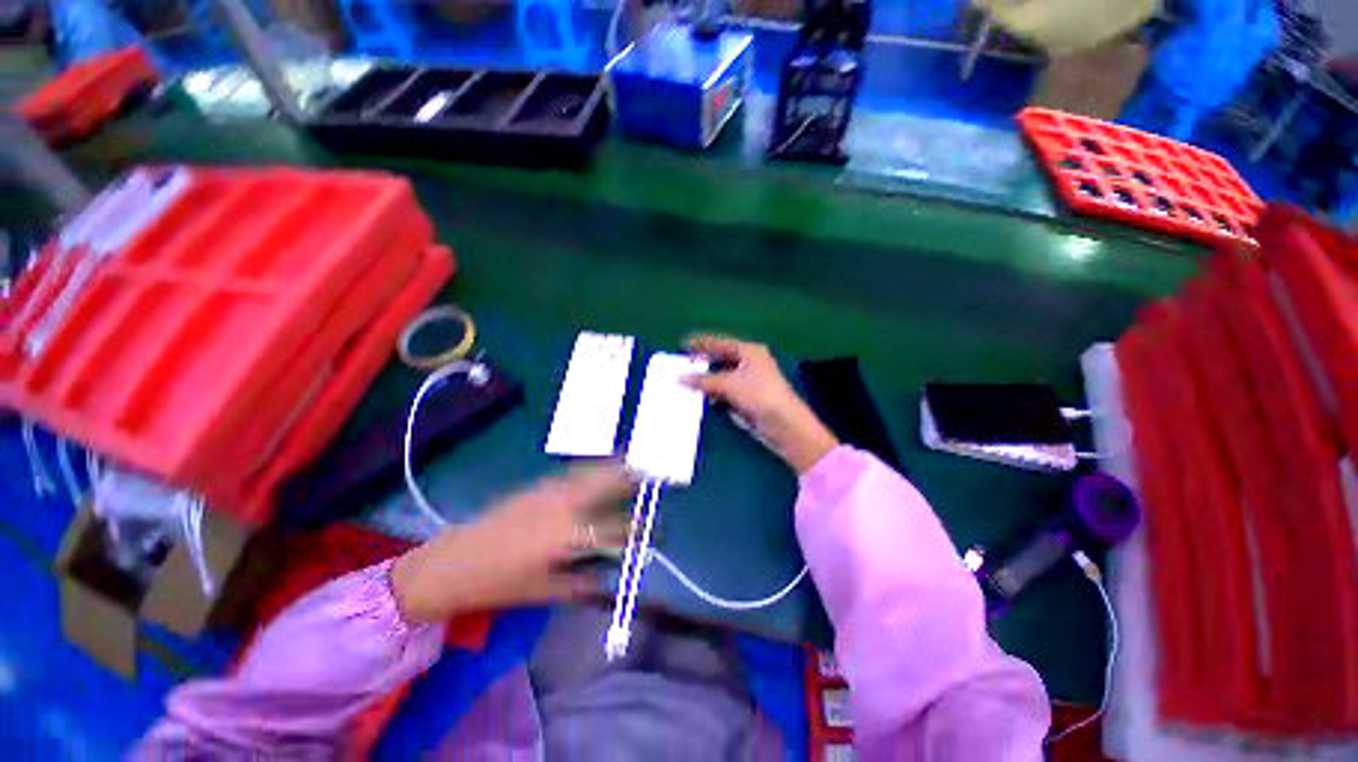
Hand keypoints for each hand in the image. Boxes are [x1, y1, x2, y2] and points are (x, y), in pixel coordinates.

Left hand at [392, 466, 633, 622]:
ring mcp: (551, 492)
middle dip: (631, 479)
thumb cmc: (500, 583)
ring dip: (613, 469)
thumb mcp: (545, 591)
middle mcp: (565, 507)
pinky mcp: (538, 487)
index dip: (635, 530)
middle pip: (607, 485)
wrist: (454, 562)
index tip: (649, 531)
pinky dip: (592, 470)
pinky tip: (598, 470)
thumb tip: (607, 576)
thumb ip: (582, 583)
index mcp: (569, 536)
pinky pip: (574, 473)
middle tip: (649, 475)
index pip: (614, 529)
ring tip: (631, 465)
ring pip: (591, 473)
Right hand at [683, 334, 838, 474]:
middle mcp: (750, 363)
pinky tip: (700, 396)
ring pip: (722, 376)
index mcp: (749, 351)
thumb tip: (680, 378)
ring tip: (685, 380)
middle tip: (682, 363)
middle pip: (721, 359)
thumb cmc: (759, 395)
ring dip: (706, 379)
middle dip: (703, 361)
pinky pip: (725, 391)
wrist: (784, 424)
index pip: (721, 343)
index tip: (683, 344)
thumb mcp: (729, 384)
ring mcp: (749, 381)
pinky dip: (713, 392)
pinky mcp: (747, 398)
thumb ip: (703, 380)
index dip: (702, 343)